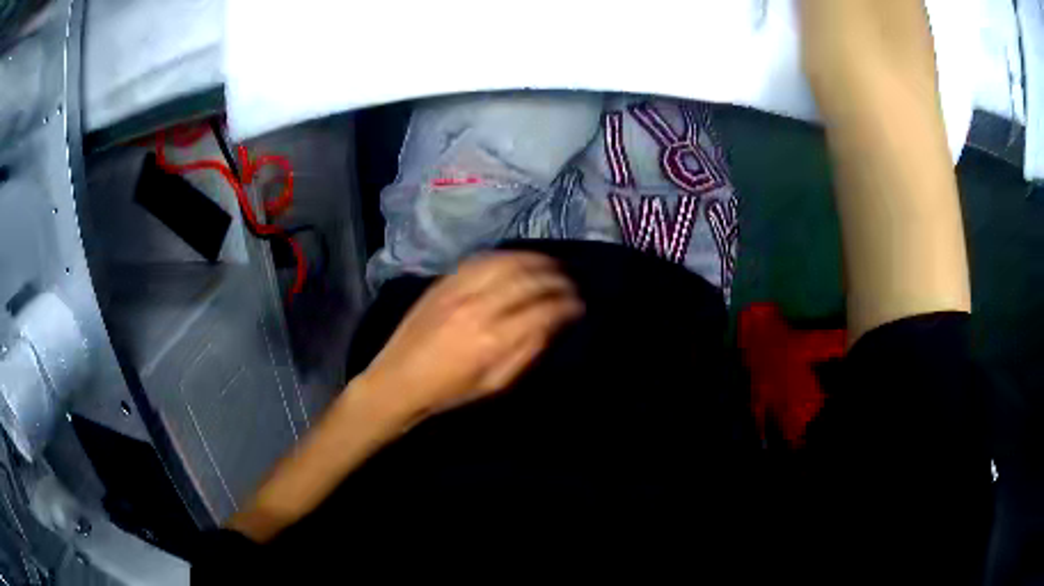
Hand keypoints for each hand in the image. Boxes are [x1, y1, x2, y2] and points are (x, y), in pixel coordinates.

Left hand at [359, 252, 583, 423]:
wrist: (399, 379)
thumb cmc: (450, 391)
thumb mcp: (496, 384)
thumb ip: (527, 352)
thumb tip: (554, 325)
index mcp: (494, 340)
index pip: (543, 310)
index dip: (568, 304)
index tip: (579, 304)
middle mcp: (479, 307)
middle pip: (529, 279)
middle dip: (557, 278)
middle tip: (570, 282)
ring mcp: (459, 289)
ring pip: (507, 262)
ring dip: (535, 260)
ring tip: (550, 265)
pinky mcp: (444, 281)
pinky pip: (482, 259)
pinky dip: (506, 256)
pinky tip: (518, 260)